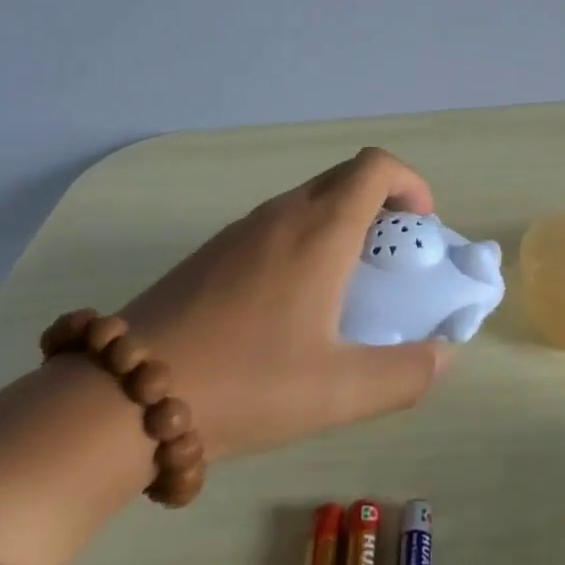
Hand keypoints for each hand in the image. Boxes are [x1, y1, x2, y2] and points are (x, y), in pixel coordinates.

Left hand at [0, 149, 450, 564]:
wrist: (119, 399)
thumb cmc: (244, 383)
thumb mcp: (337, 391)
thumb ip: (404, 374)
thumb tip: (445, 357)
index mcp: (321, 229)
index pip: (376, 165)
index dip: (410, 183)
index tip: (419, 227)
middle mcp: (283, 214)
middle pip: (346, 177)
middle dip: (382, 204)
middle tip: (391, 261)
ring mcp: (241, 230)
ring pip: (310, 200)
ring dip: (343, 223)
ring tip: (346, 287)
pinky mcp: (212, 252)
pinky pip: (277, 224)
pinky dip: (306, 240)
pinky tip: (291, 304)